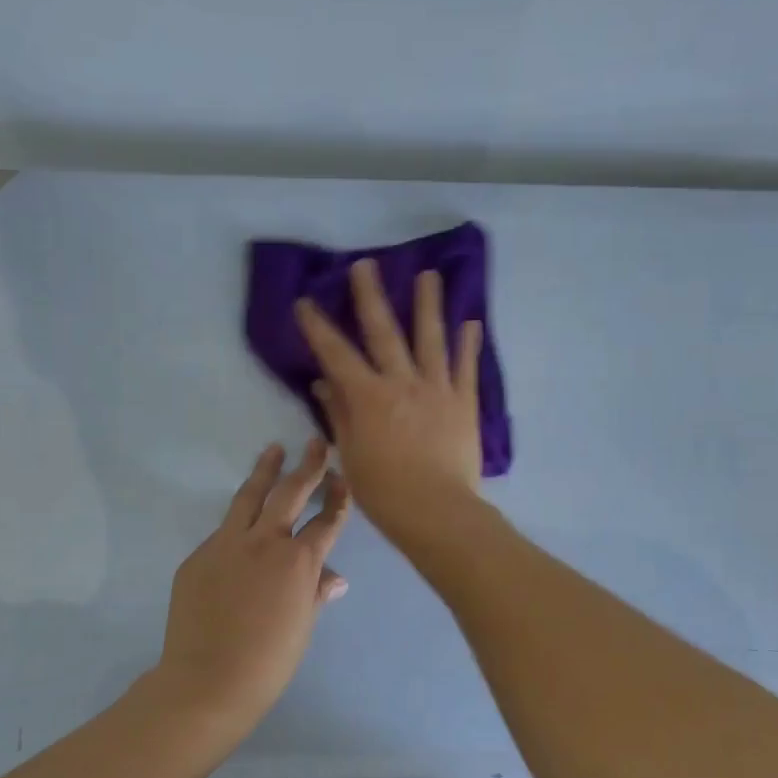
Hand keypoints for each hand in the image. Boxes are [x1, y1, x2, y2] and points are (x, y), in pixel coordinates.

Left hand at [150, 439, 350, 735]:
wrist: (207, 681)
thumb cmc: (268, 661)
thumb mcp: (303, 626)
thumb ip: (316, 593)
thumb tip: (334, 578)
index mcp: (298, 561)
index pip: (326, 521)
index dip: (338, 499)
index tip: (343, 480)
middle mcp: (264, 542)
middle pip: (289, 493)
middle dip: (306, 466)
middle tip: (315, 445)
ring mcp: (226, 545)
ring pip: (249, 497)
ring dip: (264, 472)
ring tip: (273, 451)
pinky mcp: (198, 557)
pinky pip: (223, 532)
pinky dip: (237, 524)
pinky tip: (241, 527)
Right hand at [294, 260, 484, 544]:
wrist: (438, 512)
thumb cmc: (385, 492)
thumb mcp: (352, 455)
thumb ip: (339, 414)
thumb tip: (323, 382)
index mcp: (369, 397)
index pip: (336, 354)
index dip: (318, 327)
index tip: (305, 302)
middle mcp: (402, 382)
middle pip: (384, 332)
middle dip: (370, 296)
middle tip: (365, 264)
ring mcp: (438, 389)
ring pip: (431, 338)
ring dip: (429, 304)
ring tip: (429, 274)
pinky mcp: (464, 403)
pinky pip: (467, 368)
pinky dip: (468, 344)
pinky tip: (471, 322)